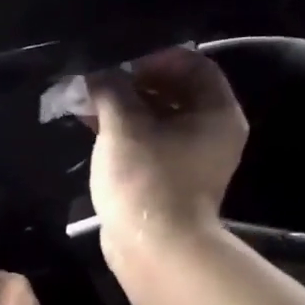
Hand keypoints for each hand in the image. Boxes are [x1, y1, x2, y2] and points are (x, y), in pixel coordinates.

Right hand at [85, 49, 248, 261]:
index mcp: (217, 113)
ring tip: (87, 97)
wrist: (153, 249)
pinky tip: (91, 122)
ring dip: (124, 106)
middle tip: (98, 76)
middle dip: (133, 81)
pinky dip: (124, 130)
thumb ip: (111, 88)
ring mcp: (190, 159)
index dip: (155, 56)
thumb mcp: (124, 125)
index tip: (120, 58)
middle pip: (174, 91)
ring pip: (157, 118)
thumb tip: (98, 71)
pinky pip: (148, 142)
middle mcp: (211, 132)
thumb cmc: (146, 179)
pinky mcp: (168, 178)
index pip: (192, 64)